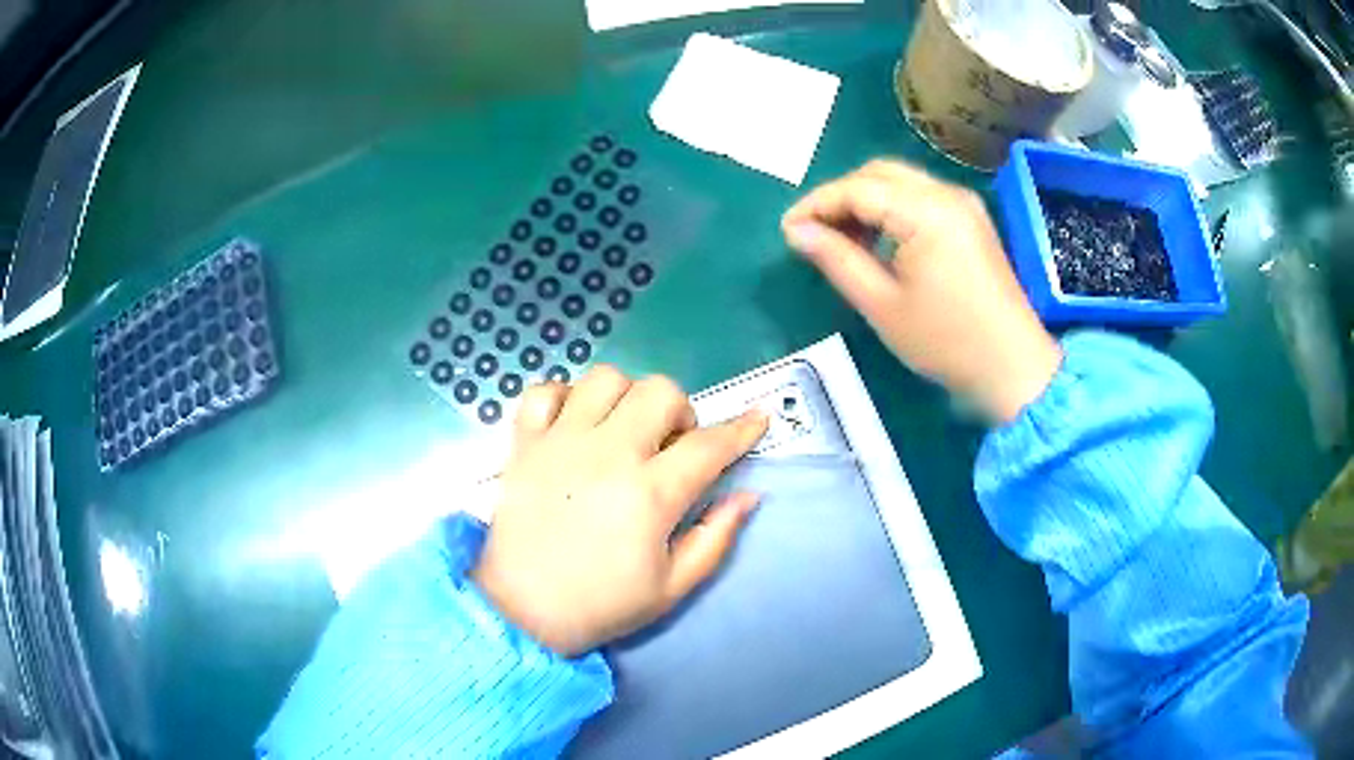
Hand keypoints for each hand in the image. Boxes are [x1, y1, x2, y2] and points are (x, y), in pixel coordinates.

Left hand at [472, 367, 768, 656]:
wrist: (522, 612)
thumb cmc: (601, 605)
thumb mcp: (672, 587)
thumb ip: (716, 538)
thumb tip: (748, 495)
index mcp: (649, 494)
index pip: (709, 445)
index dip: (741, 429)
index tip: (758, 418)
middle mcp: (606, 455)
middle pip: (659, 392)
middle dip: (680, 411)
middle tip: (671, 446)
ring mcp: (560, 442)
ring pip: (604, 378)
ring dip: (625, 397)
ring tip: (623, 430)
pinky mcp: (523, 443)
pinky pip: (543, 391)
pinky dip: (563, 397)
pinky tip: (573, 425)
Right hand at [782, 159, 1061, 422]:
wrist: (1013, 367)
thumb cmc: (946, 342)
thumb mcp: (882, 305)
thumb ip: (837, 259)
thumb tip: (797, 231)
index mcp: (926, 211)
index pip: (857, 188)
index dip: (817, 204)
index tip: (787, 230)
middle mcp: (946, 193)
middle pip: (878, 173)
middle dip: (840, 197)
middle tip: (814, 234)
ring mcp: (963, 204)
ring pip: (900, 182)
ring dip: (865, 201)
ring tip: (843, 242)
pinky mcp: (971, 219)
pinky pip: (921, 197)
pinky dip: (892, 210)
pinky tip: (880, 241)